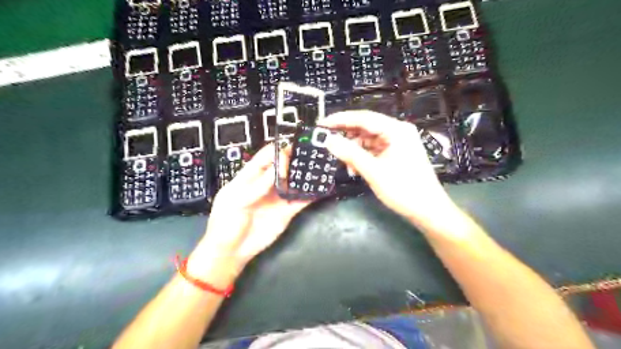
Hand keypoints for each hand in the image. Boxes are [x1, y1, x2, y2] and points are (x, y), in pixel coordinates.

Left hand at [189, 143, 313, 279]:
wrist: (231, 252)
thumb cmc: (225, 223)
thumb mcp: (235, 201)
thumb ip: (256, 186)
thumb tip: (277, 167)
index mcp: (250, 177)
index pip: (265, 157)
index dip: (277, 152)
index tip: (291, 150)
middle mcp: (266, 185)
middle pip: (283, 167)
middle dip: (295, 161)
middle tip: (310, 156)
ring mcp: (278, 198)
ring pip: (293, 182)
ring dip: (304, 176)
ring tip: (318, 169)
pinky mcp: (286, 212)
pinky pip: (300, 201)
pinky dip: (310, 195)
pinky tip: (319, 189)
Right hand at [321, 111, 454, 225]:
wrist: (428, 210)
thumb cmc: (404, 190)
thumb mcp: (373, 171)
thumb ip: (350, 153)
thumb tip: (328, 140)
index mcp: (396, 130)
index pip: (363, 118)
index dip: (340, 120)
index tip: (322, 124)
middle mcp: (398, 131)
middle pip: (366, 127)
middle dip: (347, 137)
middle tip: (328, 144)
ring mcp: (398, 143)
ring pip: (368, 140)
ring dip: (355, 150)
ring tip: (346, 165)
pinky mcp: (397, 153)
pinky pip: (374, 150)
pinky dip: (363, 157)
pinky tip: (356, 169)